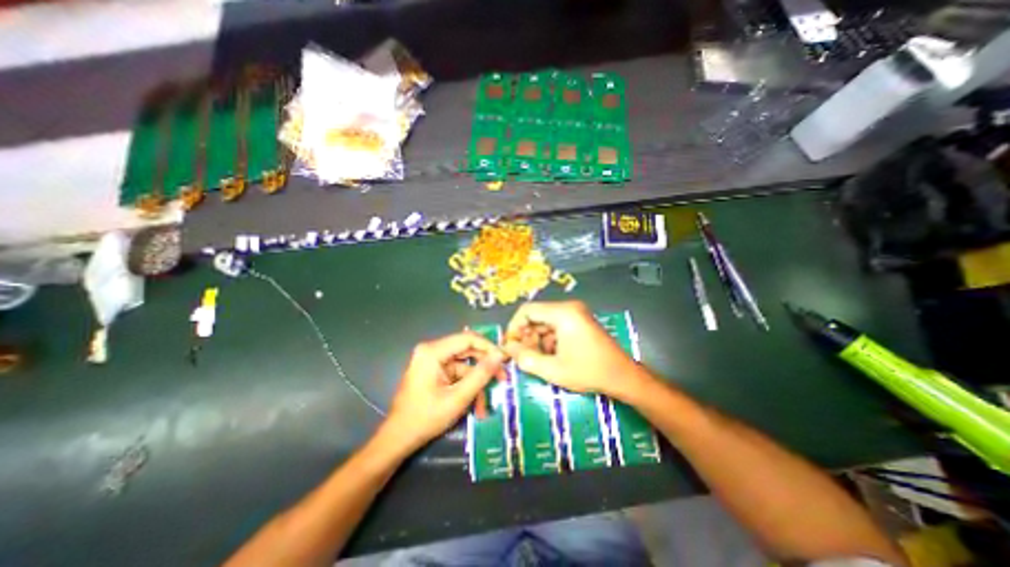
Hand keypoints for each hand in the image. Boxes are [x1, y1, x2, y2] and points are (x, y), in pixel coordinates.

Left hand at [380, 332, 504, 450]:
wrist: (398, 439)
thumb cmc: (425, 418)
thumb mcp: (458, 397)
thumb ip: (481, 375)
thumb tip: (500, 356)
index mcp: (433, 351)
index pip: (468, 338)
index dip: (489, 347)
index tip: (505, 359)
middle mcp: (432, 350)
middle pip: (467, 350)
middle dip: (485, 366)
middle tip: (503, 378)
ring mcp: (432, 360)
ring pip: (464, 365)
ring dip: (476, 383)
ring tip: (486, 404)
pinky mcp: (434, 371)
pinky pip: (457, 374)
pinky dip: (467, 387)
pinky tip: (475, 406)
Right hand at [503, 301, 646, 398]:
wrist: (623, 376)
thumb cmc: (589, 372)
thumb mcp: (553, 370)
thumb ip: (526, 358)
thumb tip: (508, 348)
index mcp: (563, 313)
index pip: (527, 310)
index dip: (514, 327)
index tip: (511, 346)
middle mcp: (569, 307)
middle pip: (536, 315)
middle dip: (527, 336)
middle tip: (524, 356)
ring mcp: (576, 313)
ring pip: (545, 322)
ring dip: (537, 339)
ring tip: (539, 359)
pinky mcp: (580, 321)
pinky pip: (556, 325)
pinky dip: (549, 339)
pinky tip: (552, 356)